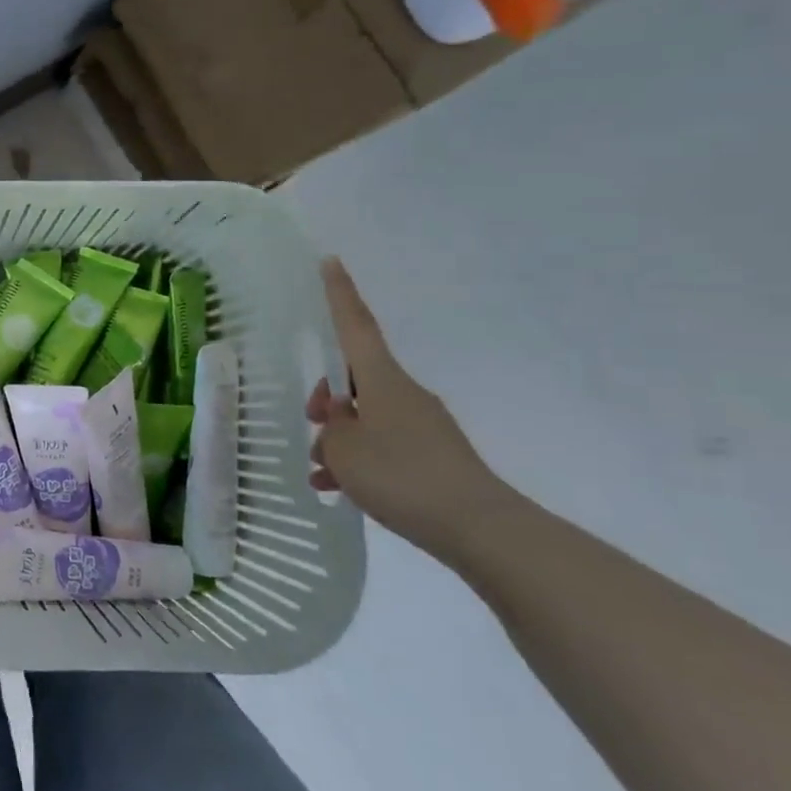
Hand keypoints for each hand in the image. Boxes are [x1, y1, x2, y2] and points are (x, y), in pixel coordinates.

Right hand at [308, 258, 518, 565]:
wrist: (480, 529)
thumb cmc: (402, 475)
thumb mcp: (345, 450)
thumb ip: (331, 430)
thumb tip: (337, 422)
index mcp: (384, 381)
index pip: (356, 327)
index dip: (340, 294)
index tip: (330, 261)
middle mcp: (404, 395)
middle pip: (355, 381)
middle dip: (326, 399)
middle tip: (309, 424)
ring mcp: (422, 427)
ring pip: (366, 418)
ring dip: (340, 440)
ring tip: (322, 474)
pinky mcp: (432, 458)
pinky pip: (384, 447)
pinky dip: (360, 463)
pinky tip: (340, 490)